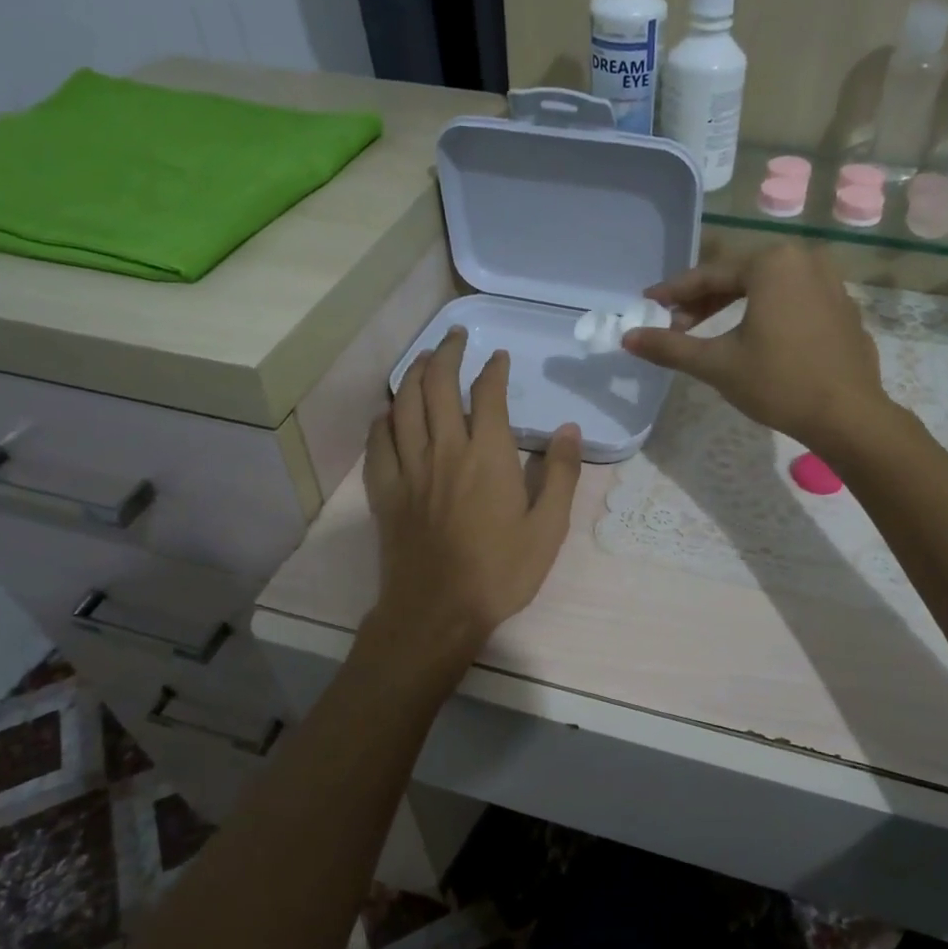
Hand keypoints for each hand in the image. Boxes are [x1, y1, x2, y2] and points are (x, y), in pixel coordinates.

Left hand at [363, 327, 582, 660]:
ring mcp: (409, 468)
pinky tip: (388, 412)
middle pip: (436, 385)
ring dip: (412, 374)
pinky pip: (378, 441)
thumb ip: (562, 475)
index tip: (498, 356)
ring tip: (423, 359)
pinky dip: (383, 418)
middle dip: (447, 354)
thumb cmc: (500, 572)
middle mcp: (444, 449)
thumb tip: (570, 430)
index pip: (487, 395)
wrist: (438, 610)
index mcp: (487, 456)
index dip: (492, 369)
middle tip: (455, 337)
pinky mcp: (386, 490)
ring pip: (403, 404)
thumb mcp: (548, 528)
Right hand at [623, 241, 887, 453]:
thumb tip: (627, 338)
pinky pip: (794, 301)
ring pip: (768, 289)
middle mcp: (805, 260)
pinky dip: (767, 314)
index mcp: (773, 263)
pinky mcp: (844, 309)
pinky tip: (754, 339)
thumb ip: (670, 347)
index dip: (675, 292)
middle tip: (677, 326)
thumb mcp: (717, 364)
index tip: (649, 303)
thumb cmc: (779, 383)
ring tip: (709, 334)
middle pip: (740, 277)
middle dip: (705, 301)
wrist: (848, 416)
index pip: (710, 274)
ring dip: (734, 306)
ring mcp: (831, 283)